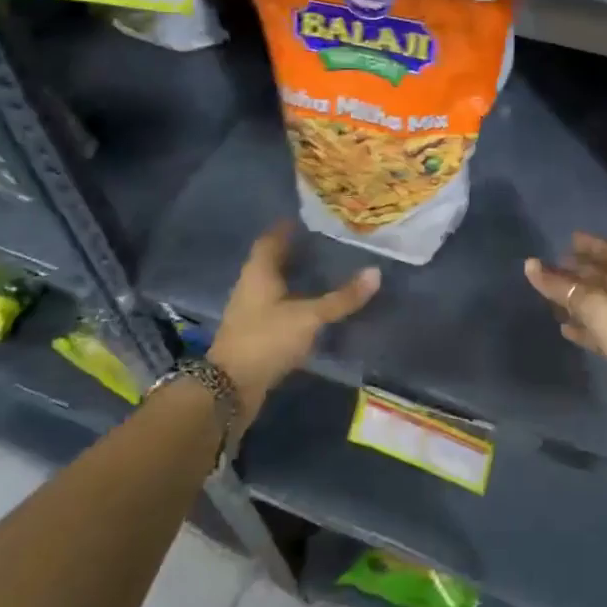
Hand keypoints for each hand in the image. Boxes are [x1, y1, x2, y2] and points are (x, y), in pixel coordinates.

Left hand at [208, 223, 379, 429]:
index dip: (287, 227)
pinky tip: (313, 305)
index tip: (309, 218)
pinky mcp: (254, 333)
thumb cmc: (267, 339)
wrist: (230, 388)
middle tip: (325, 243)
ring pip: (275, 284)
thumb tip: (376, 272)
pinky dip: (294, 300)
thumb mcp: (309, 316)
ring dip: (295, 276)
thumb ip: (342, 298)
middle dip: (295, 251)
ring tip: (324, 271)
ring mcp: (250, 311)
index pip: (271, 238)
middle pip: (273, 260)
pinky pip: (277, 306)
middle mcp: (251, 285)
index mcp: (258, 272)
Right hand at [524, 233, 606, 440]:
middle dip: (580, 272)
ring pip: (600, 306)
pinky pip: (600, 333)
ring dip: (578, 301)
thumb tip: (531, 265)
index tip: (567, 239)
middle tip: (553, 268)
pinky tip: (564, 330)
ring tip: (551, 297)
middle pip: (605, 279)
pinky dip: (583, 328)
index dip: (590, 245)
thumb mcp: (599, 308)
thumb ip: (563, 287)